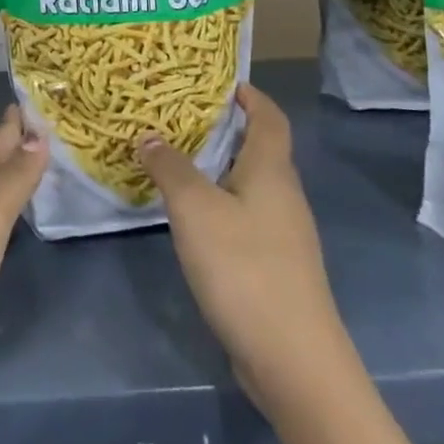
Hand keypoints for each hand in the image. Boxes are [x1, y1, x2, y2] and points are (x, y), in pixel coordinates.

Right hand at [139, 85, 355, 418]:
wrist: (294, 360)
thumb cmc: (245, 268)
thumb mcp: (196, 210)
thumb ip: (171, 168)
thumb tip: (149, 135)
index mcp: (271, 170)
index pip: (269, 116)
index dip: (250, 95)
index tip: (219, 83)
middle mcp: (284, 194)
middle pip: (261, 148)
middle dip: (227, 129)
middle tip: (182, 119)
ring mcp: (285, 234)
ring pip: (253, 184)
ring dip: (222, 168)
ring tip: (179, 162)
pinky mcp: (277, 267)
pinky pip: (249, 217)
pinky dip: (223, 204)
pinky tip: (195, 219)